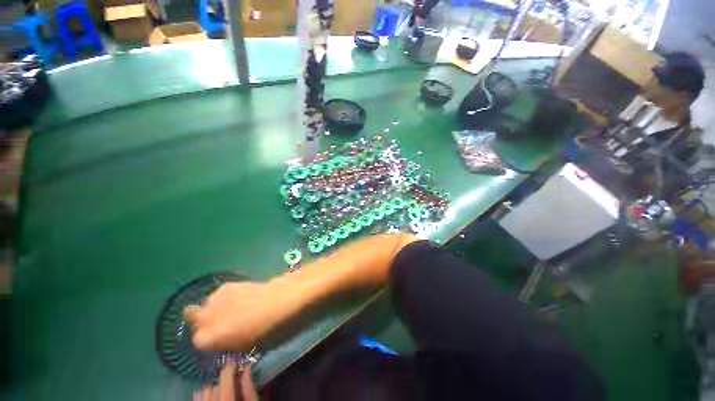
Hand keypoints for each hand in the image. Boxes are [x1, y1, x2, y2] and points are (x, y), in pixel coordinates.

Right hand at [184, 281, 289, 350]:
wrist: (280, 302)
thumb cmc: (266, 331)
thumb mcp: (246, 348)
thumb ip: (229, 345)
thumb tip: (229, 341)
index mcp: (207, 339)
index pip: (198, 341)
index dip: (209, 339)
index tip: (220, 338)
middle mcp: (205, 318)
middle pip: (193, 317)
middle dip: (202, 320)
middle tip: (221, 322)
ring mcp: (216, 298)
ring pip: (207, 303)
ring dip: (215, 306)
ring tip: (232, 307)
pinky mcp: (229, 284)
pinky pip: (220, 292)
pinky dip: (226, 296)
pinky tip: (240, 296)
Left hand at [193, 361, 257, 400]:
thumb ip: (249, 388)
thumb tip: (247, 367)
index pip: (225, 379)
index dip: (230, 367)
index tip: (234, 360)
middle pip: (214, 386)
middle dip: (224, 382)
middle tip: (232, 382)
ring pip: (203, 392)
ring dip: (213, 390)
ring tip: (221, 393)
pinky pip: (197, 399)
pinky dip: (203, 397)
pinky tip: (211, 398)